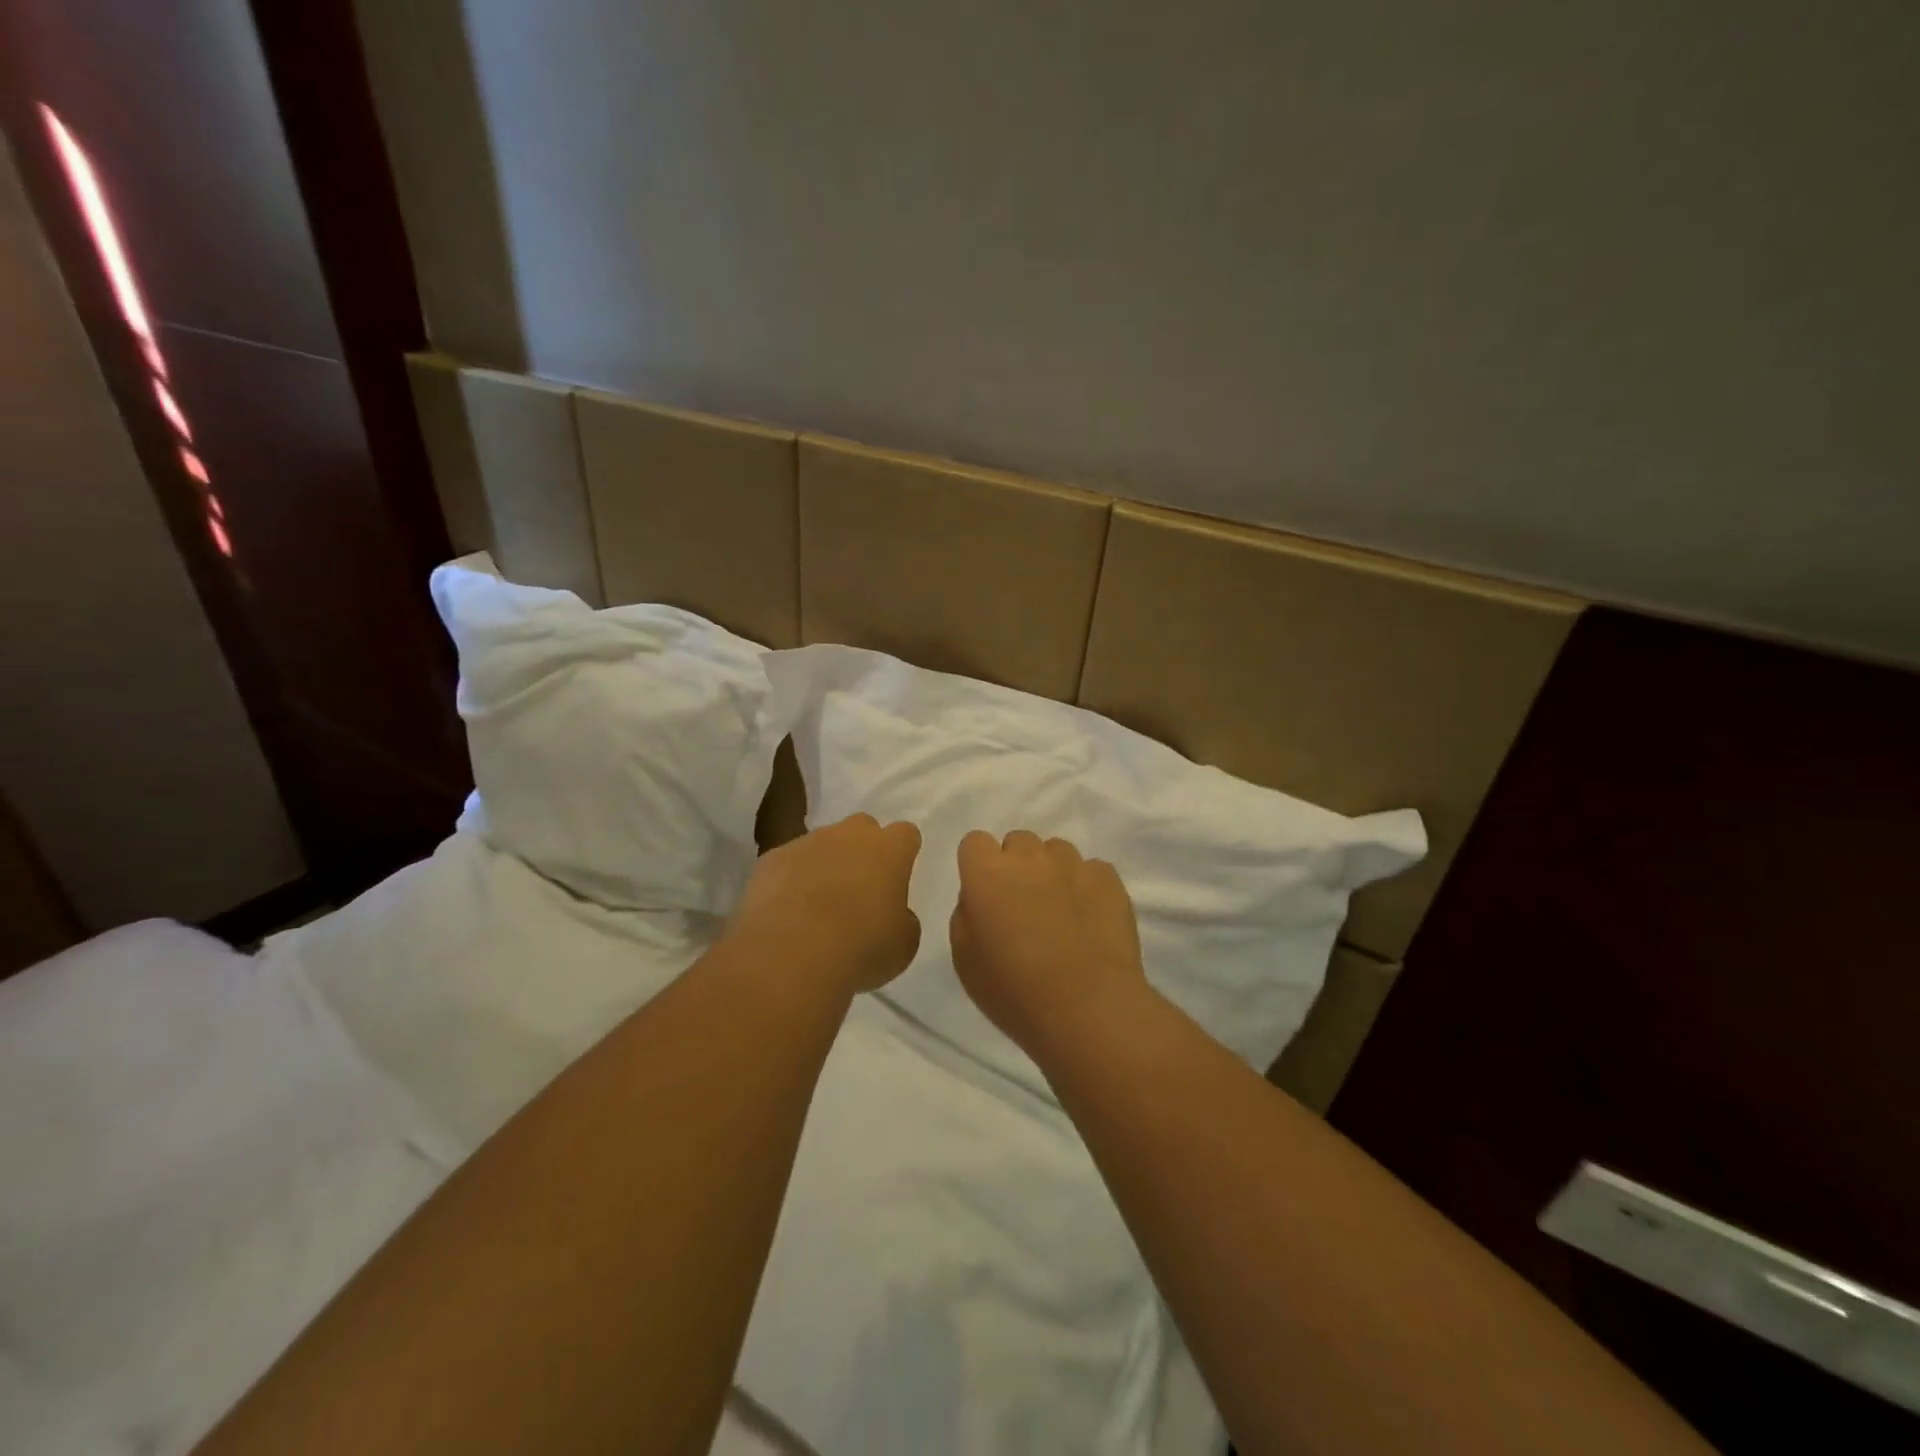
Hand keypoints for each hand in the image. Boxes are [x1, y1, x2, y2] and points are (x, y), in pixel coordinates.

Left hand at [729, 813, 922, 994]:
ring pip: (822, 844)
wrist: (790, 955)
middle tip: (859, 888)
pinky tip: (787, 912)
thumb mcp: (902, 945)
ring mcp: (807, 843)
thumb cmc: (860, 948)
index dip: (902, 854)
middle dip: (862, 850)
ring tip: (817, 905)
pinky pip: (788, 863)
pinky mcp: (771, 858)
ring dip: (825, 864)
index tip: (897, 877)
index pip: (905, 834)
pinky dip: (790, 879)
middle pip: (862, 828)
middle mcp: (849, 835)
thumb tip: (893, 915)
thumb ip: (902, 920)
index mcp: (889, 850)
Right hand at [949, 830, 1146, 1053]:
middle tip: (1023, 906)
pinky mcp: (1109, 878)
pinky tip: (1090, 921)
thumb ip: (966, 914)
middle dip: (1017, 866)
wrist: (1087, 1008)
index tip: (985, 895)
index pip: (975, 842)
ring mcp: (1073, 864)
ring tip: (1061, 913)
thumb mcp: (965, 959)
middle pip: (1018, 842)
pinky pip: (1091, 870)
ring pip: (1056, 851)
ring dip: (1052, 872)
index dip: (979, 866)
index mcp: (987, 873)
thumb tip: (980, 898)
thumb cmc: (1014, 991)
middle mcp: (1029, 857)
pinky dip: (1087, 887)